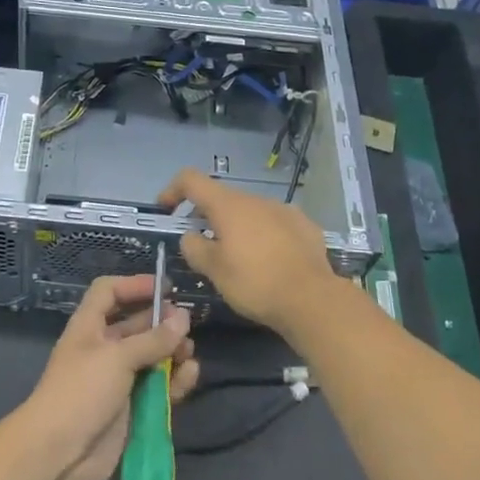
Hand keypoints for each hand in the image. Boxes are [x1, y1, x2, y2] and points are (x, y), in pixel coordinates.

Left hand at [16, 273, 198, 479]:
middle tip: (188, 324)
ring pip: (152, 358)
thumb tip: (182, 318)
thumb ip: (152, 339)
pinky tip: (190, 375)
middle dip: (161, 322)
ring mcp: (118, 380)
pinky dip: (175, 381)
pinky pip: (159, 388)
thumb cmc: (81, 392)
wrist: (59, 454)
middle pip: (136, 325)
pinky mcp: (132, 408)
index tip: (165, 288)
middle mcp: (104, 349)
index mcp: (89, 327)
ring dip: (172, 352)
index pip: (109, 293)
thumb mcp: (116, 357)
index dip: (134, 285)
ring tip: (189, 352)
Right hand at [158, 168, 340, 338]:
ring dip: (236, 227)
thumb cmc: (255, 283)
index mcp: (228, 205)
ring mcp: (284, 210)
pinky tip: (269, 261)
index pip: (191, 180)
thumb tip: (191, 236)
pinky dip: (263, 235)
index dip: (173, 190)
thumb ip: (194, 248)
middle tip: (201, 245)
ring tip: (238, 258)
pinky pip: (274, 224)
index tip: (166, 210)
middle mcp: (256, 199)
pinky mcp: (305, 226)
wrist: (313, 299)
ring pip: (250, 212)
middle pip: (222, 198)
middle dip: (206, 216)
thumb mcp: (214, 270)